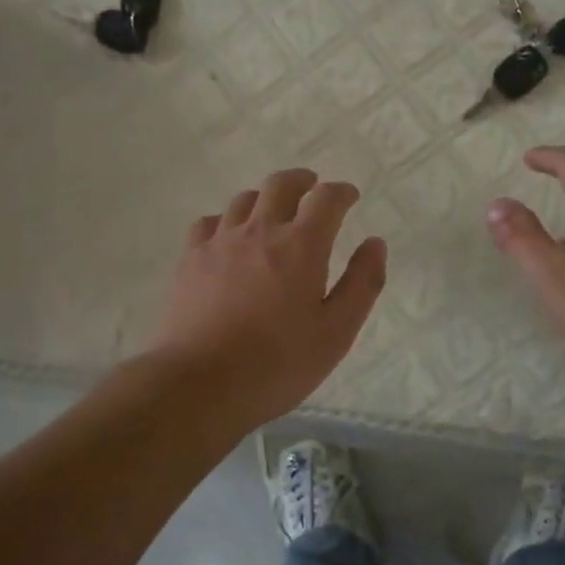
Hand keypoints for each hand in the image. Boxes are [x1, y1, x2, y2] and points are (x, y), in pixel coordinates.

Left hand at [152, 168, 387, 424]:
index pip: (326, 199)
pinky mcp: (189, 260)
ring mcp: (219, 242)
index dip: (341, 192)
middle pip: (280, 185)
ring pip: (243, 200)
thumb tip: (374, 243)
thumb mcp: (337, 332)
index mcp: (301, 246)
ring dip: (265, 198)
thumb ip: (362, 284)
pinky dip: (227, 221)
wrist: (199, 383)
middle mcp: (259, 231)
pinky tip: (229, 238)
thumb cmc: (278, 363)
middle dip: (302, 181)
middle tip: (312, 188)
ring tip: (273, 213)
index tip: (349, 196)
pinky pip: (209, 223)